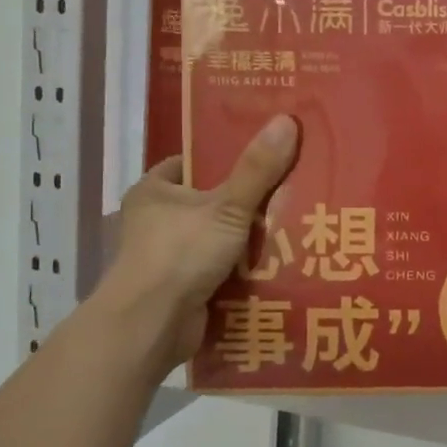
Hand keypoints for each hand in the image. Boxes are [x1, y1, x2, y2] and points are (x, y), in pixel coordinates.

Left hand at [94, 115, 298, 367]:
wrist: (151, 326)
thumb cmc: (180, 253)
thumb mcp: (227, 206)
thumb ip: (258, 168)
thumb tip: (287, 119)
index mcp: (154, 192)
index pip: (193, 163)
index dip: (226, 157)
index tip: (265, 155)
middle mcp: (156, 222)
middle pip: (211, 202)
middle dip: (247, 202)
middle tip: (292, 191)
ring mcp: (168, 258)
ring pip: (219, 238)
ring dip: (249, 239)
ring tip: (296, 225)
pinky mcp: (182, 290)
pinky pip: (221, 270)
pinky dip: (245, 270)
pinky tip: (280, 263)